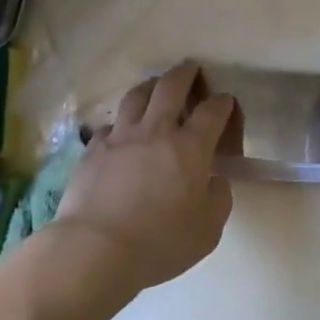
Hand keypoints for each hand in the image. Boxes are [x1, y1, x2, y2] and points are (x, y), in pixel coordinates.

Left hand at [54, 63, 238, 291]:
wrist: (95, 250)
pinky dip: (122, 122)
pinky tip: (123, 132)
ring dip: (152, 85)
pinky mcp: (94, 149)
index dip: (223, 102)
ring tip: (156, 87)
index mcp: (190, 147)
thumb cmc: (159, 243)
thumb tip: (214, 180)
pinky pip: (111, 124)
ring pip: (138, 94)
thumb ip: (218, 198)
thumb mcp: (208, 230)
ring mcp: (121, 136)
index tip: (225, 103)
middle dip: (186, 73)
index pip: (213, 110)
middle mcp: (156, 130)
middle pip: (172, 86)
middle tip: (191, 69)